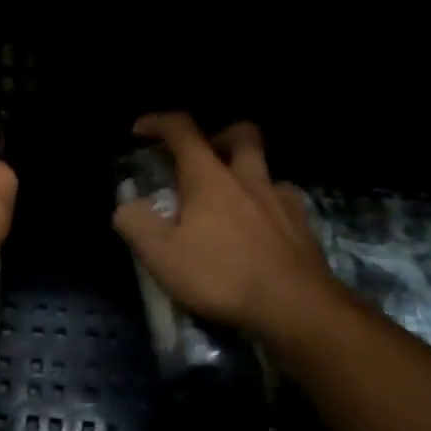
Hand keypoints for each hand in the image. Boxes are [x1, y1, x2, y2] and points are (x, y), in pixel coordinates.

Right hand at [112, 114, 347, 336]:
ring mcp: (282, 201)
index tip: (139, 131)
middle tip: (202, 157)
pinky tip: (259, 231)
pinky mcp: (304, 228)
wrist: (296, 308)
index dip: (158, 122)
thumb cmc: (222, 276)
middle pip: (241, 134)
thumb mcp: (162, 256)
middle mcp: (248, 178)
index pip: (182, 130)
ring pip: (266, 169)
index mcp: (209, 177)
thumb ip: (136, 224)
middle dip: (218, 135)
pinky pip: (284, 203)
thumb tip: (126, 207)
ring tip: (230, 201)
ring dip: (246, 174)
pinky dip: (268, 207)